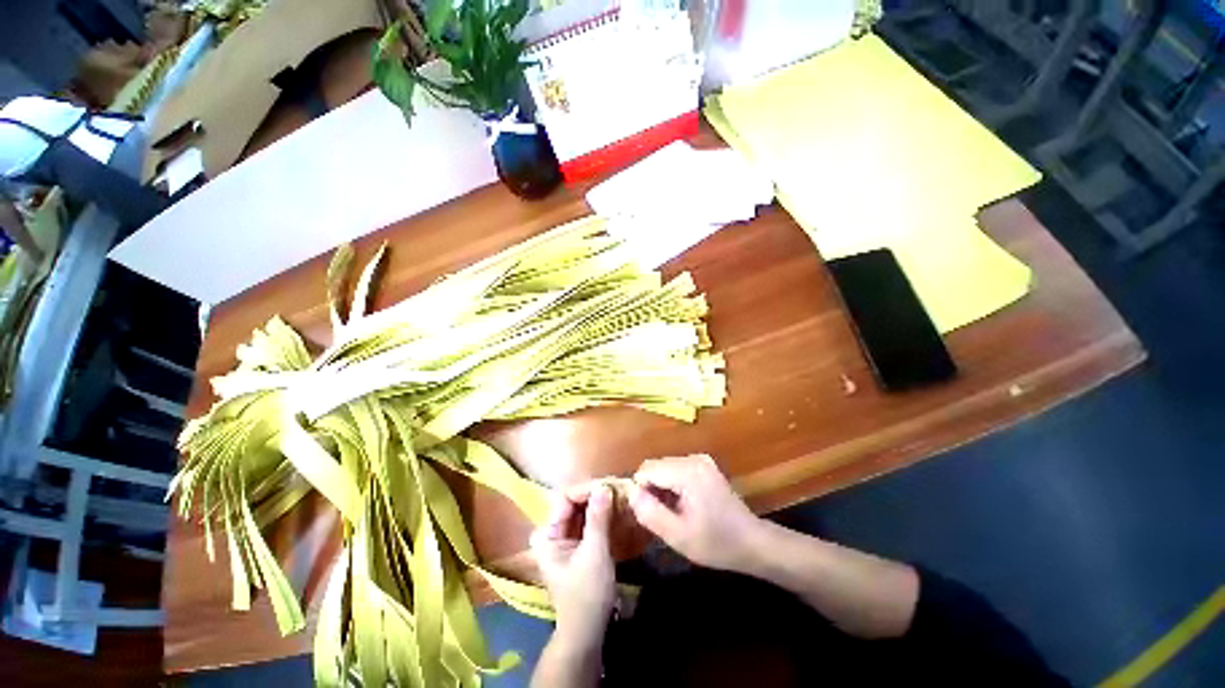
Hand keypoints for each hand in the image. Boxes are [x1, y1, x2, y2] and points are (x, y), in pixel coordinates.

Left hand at [530, 483, 616, 647]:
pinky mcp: (577, 544)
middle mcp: (552, 531)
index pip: (565, 498)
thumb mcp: (594, 554)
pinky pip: (588, 521)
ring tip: (620, 494)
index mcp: (547, 534)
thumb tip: (603, 486)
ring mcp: (564, 538)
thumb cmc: (587, 595)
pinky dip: (601, 514)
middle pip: (573, 502)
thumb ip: (598, 518)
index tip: (609, 485)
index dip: (586, 489)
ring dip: (600, 502)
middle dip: (595, 494)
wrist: (587, 632)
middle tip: (618, 488)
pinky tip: (617, 508)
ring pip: (582, 510)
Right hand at [628, 455, 763, 572]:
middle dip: (650, 488)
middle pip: (656, 465)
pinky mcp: (704, 465)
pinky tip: (682, 504)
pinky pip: (676, 469)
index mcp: (688, 472)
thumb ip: (650, 513)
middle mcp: (693, 458)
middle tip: (659, 516)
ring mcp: (701, 460)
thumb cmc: (716, 543)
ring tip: (672, 512)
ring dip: (661, 487)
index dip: (640, 490)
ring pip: (665, 467)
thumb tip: (630, 493)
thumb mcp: (678, 536)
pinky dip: (672, 484)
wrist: (753, 542)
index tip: (646, 513)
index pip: (647, 469)